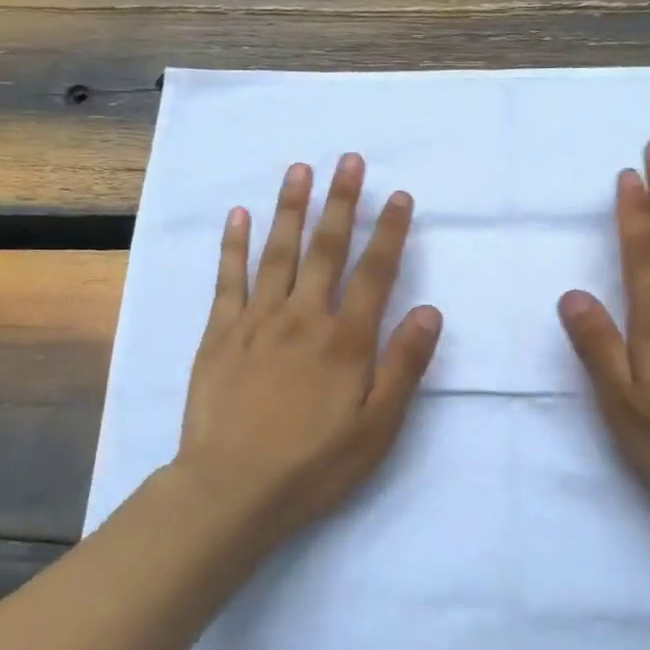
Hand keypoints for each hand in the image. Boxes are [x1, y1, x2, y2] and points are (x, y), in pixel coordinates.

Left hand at [173, 154, 443, 541]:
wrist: (232, 490)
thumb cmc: (314, 465)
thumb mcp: (377, 428)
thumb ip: (404, 366)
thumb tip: (430, 311)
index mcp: (346, 340)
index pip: (374, 272)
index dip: (389, 231)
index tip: (398, 195)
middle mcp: (303, 318)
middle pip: (326, 249)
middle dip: (341, 202)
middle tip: (349, 159)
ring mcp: (257, 321)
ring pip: (278, 253)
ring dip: (291, 208)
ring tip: (300, 169)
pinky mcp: (219, 334)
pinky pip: (228, 279)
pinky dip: (234, 244)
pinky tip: (240, 215)